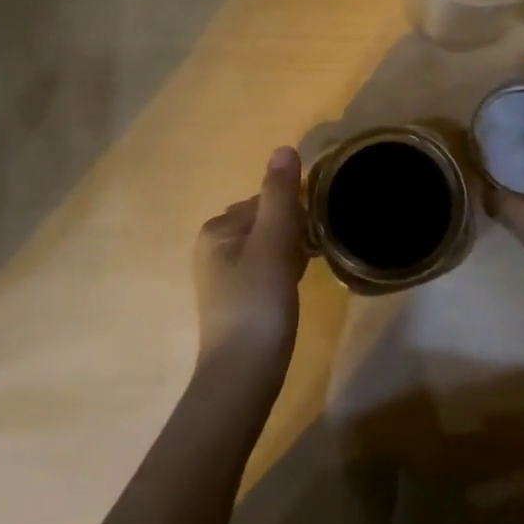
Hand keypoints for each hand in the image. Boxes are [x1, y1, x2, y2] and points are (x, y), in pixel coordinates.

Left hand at [193, 147, 306, 371]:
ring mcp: (223, 274)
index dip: (294, 214)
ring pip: (270, 245)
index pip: (267, 200)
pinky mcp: (237, 297)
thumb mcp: (272, 244)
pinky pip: (267, 267)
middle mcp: (214, 246)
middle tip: (309, 257)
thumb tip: (285, 148)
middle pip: (268, 221)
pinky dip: (284, 271)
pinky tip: (294, 288)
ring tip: (304, 273)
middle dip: (293, 233)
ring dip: (291, 252)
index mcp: (217, 229)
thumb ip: (280, 196)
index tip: (310, 236)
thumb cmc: (257, 303)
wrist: (243, 375)